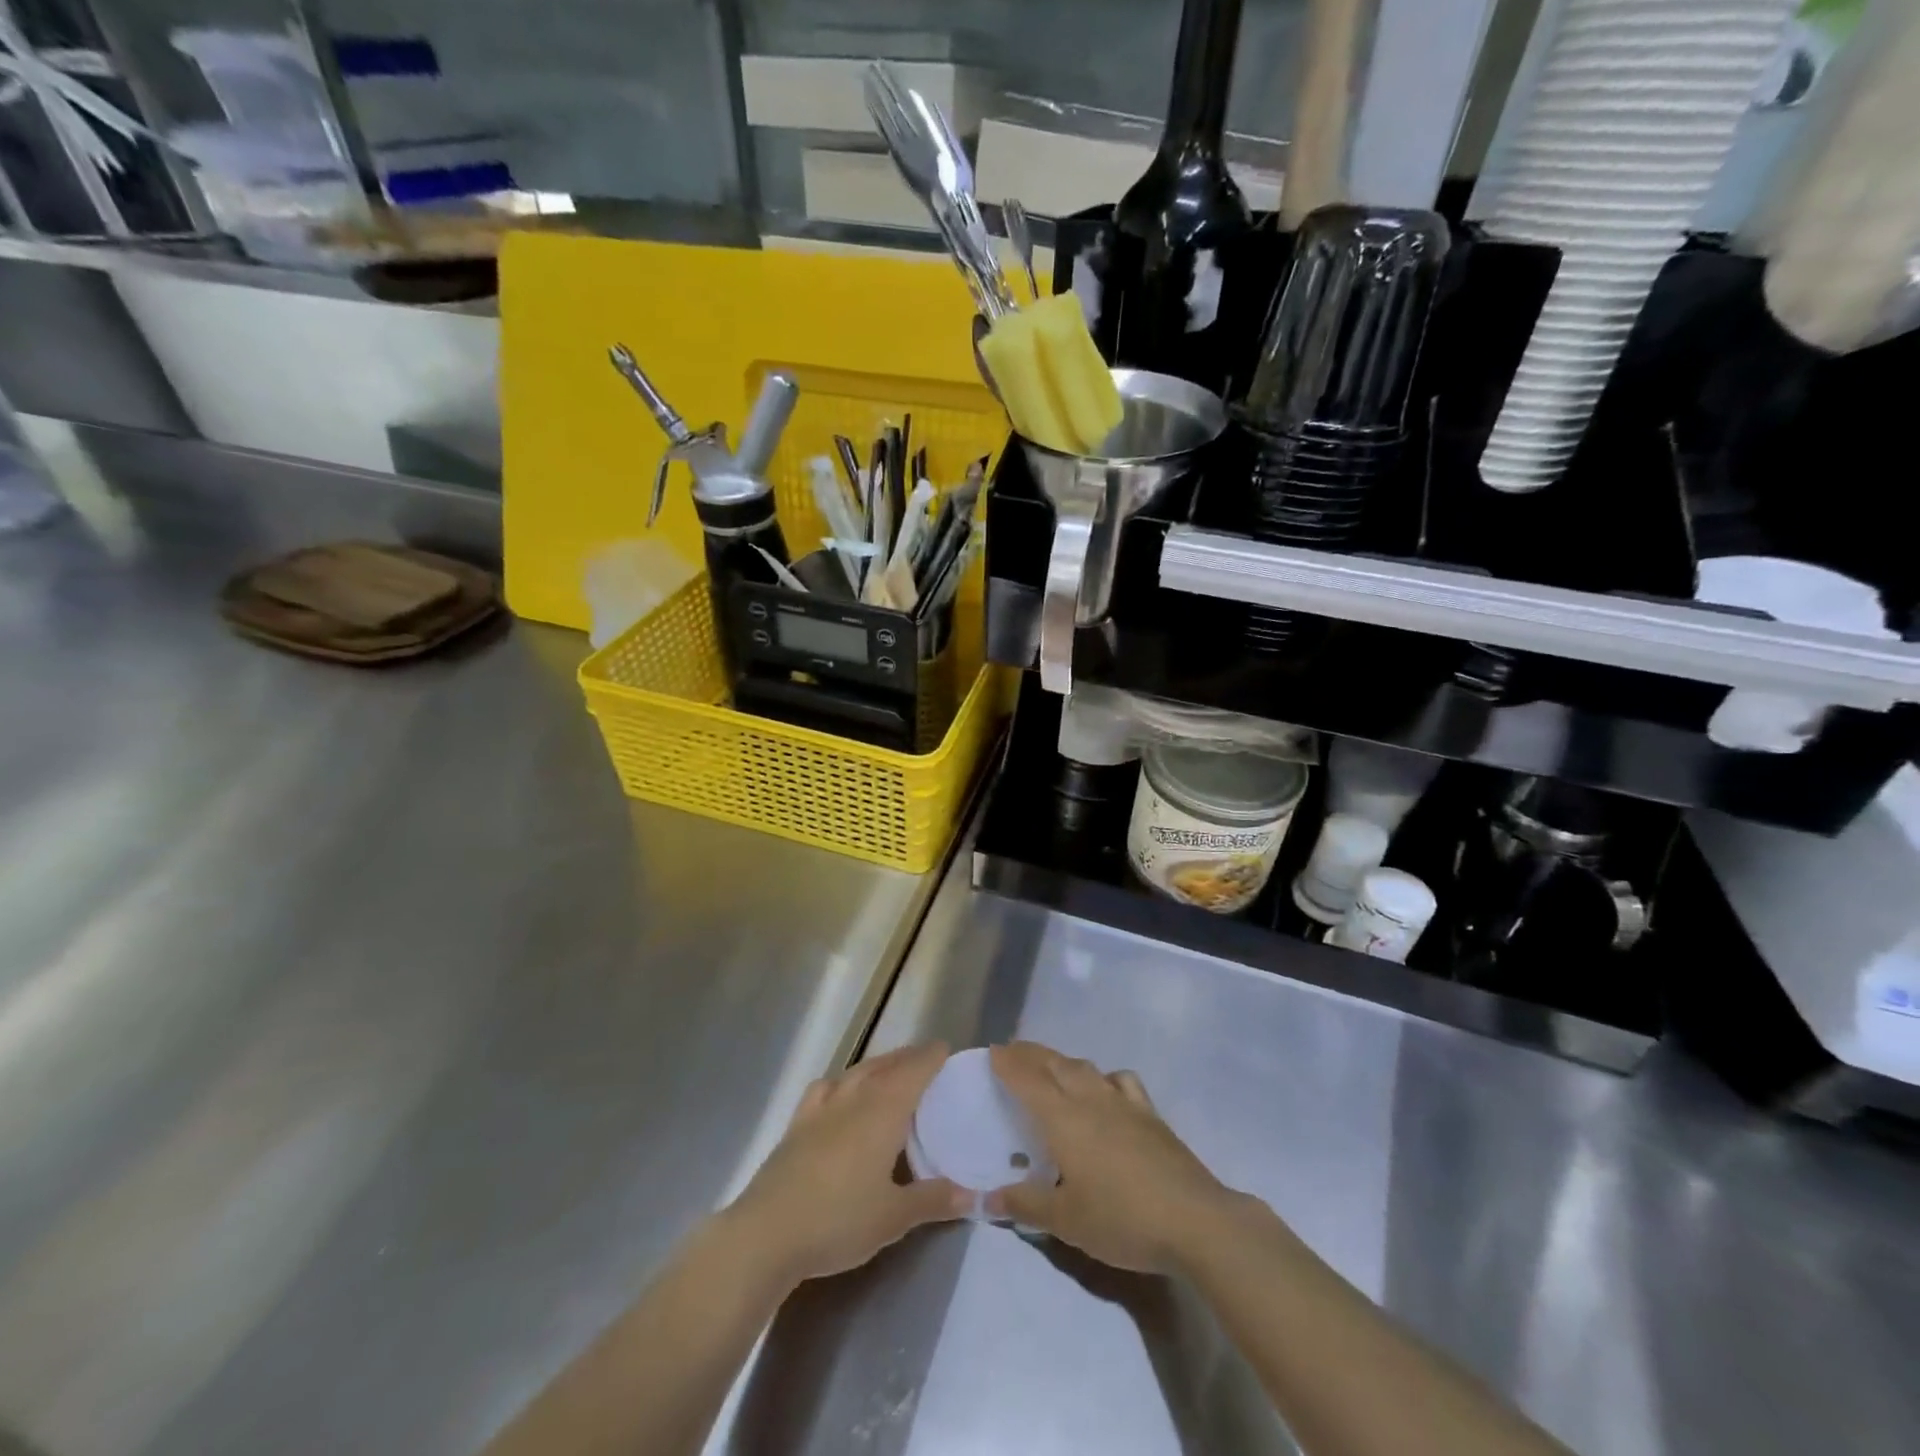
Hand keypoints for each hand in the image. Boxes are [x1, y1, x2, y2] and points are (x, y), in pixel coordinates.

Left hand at [725, 1043, 970, 1287]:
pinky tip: (840, 1092)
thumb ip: (934, 1200)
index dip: (931, 1058)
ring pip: (856, 1072)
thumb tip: (975, 1195)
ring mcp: (822, 1107)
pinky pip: (825, 1088)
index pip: (914, 1071)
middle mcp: (855, 1097)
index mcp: (884, 1111)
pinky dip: (840, 1082)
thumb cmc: (839, 1220)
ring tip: (889, 1071)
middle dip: (907, 1059)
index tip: (946, 1050)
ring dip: (877, 1066)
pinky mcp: (798, 1123)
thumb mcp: (894, 1217)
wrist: (767, 1233)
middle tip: (926, 1060)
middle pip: (886, 1066)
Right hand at [987, 1041, 1239, 1273]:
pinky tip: (1105, 1087)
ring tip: (1050, 1065)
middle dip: (1030, 1054)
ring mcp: (1124, 1103)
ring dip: (1062, 1061)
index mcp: (1063, 1119)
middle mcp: (1090, 1099)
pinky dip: (1104, 1076)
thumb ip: (1025, 1204)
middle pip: (1055, 1064)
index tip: (992, 1052)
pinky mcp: (1150, 1114)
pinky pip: (1121, 1080)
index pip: (1028, 1080)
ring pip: (1086, 1067)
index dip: (1008, 1063)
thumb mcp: (1066, 1220)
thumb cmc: (1122, 1219)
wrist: (1194, 1220)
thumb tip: (985, 1199)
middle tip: (1012, 1051)